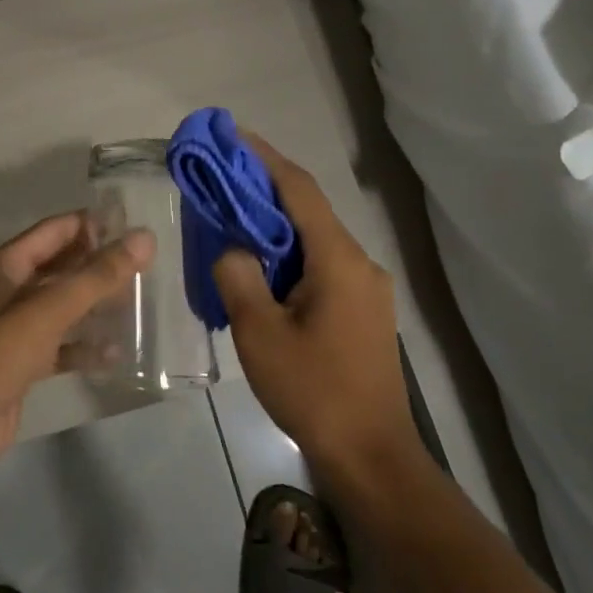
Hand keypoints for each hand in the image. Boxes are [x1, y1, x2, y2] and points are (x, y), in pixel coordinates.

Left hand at [0, 212, 154, 483]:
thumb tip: (144, 238)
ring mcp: (13, 328)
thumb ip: (97, 276)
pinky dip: (84, 347)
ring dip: (96, 306)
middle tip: (147, 268)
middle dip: (100, 267)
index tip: (136, 226)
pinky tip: (117, 355)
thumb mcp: (47, 311)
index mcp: (5, 265)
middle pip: (61, 268)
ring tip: (140, 305)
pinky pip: (59, 346)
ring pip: (63, 307)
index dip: (93, 225)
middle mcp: (8, 290)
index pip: (56, 230)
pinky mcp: (21, 364)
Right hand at [213, 135, 419, 482]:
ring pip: (314, 240)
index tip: (232, 135)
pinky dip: (288, 255)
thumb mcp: (260, 333)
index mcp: (338, 259)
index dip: (264, 157)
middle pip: (307, 210)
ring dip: (274, 226)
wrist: (372, 457)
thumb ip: (238, 276)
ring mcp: (367, 288)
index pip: (299, 189)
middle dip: (263, 190)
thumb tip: (232, 248)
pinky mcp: (364, 311)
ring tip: (232, 222)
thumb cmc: (314, 390)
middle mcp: (359, 262)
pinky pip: (321, 266)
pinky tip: (260, 270)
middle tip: (220, 179)